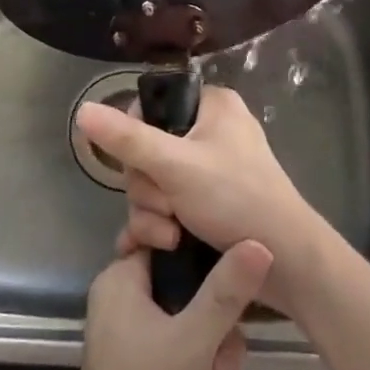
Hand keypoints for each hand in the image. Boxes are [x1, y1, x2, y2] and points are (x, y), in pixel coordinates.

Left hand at [61, 241, 272, 369]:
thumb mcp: (193, 342)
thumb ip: (227, 291)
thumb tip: (259, 241)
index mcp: (125, 282)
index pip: (170, 244)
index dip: (203, 261)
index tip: (224, 287)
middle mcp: (133, 307)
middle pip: (200, 302)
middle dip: (220, 354)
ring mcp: (147, 348)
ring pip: (207, 347)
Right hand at [77, 86, 325, 316]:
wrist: (287, 263)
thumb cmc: (237, 199)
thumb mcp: (176, 166)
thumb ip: (127, 140)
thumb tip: (82, 109)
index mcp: (211, 106)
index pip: (152, 108)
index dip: (136, 141)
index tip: (144, 168)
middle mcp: (210, 132)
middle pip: (147, 152)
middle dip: (149, 190)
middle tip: (167, 211)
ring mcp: (209, 171)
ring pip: (154, 184)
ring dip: (153, 215)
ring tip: (171, 238)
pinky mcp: (209, 204)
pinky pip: (168, 205)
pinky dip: (160, 226)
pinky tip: (152, 249)